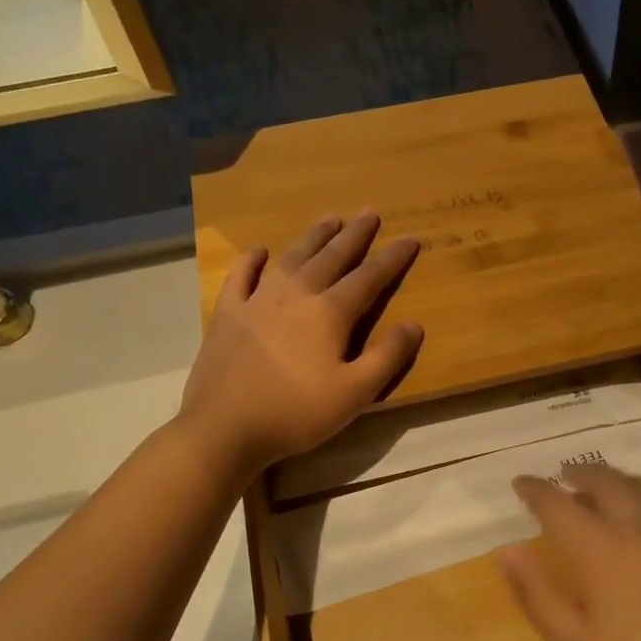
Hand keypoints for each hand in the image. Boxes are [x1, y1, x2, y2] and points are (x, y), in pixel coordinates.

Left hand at [180, 213, 422, 474]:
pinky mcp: (228, 313)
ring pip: (292, 258)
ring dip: (313, 237)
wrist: (225, 428)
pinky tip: (259, 250)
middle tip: (369, 213)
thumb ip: (387, 357)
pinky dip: (251, 259)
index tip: (409, 239)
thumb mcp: (355, 393)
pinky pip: (241, 276)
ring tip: (330, 219)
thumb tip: (414, 325)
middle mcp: (296, 295)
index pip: (369, 278)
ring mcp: (257, 300)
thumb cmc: (297, 413)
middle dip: (354, 235)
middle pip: (331, 257)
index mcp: (330, 313)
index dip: (392, 258)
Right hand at [498, 463, 640, 640]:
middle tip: (567, 476)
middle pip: (606, 482)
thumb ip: (536, 593)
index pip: (557, 505)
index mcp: (598, 548)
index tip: (521, 482)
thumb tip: (506, 551)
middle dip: (581, 474)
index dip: (536, 490)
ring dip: (624, 480)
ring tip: (612, 484)